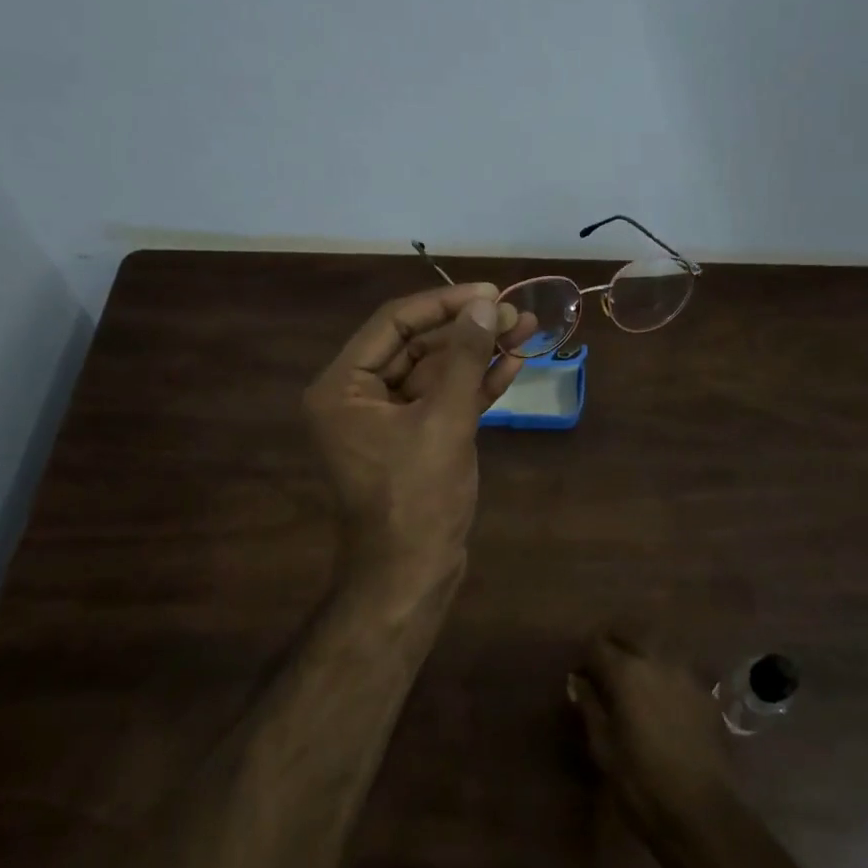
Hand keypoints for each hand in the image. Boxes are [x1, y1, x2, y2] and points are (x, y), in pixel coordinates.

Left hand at [303, 283, 523, 584]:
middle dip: (467, 329)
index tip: (490, 293)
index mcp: (342, 387)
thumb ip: (464, 358)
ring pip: (435, 372)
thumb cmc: (417, 497)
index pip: (393, 323)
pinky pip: (442, 400)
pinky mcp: (414, 439)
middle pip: (416, 345)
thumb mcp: (444, 421)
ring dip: (477, 354)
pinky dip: (475, 385)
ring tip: (525, 330)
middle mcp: (357, 397)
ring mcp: (387, 420)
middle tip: (515, 313)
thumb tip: (486, 306)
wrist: (412, 574)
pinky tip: (512, 364)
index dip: (444, 304)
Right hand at [569, 631, 737, 847]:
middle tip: (603, 671)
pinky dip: (664, 673)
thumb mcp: (603, 748)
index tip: (580, 677)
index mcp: (626, 672)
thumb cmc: (641, 784)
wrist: (702, 813)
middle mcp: (657, 661)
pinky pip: (678, 669)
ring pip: (657, 647)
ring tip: (632, 682)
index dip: (584, 658)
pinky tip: (661, 698)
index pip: (596, 644)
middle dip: (613, 645)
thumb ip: (590, 707)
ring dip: (640, 654)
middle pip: (629, 634)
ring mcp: (686, 674)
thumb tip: (578, 682)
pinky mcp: (706, 693)